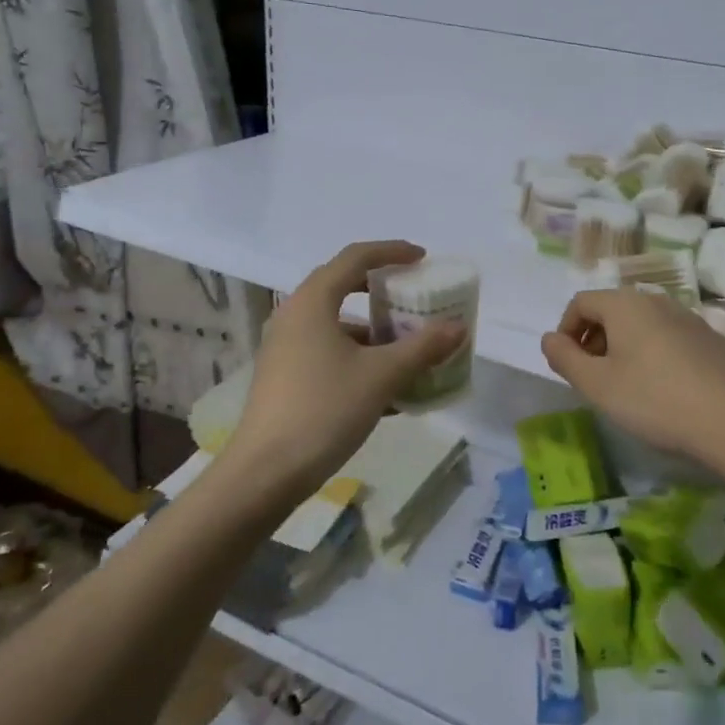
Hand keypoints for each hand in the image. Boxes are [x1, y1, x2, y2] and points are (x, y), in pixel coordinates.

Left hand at [218, 241, 465, 506]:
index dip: (391, 252)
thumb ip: (422, 347)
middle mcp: (294, 316)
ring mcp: (285, 348)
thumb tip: (458, 327)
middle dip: (381, 291)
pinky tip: (386, 389)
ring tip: (407, 351)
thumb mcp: (382, 376)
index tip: (422, 258)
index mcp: (312, 302)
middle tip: (413, 299)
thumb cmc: (324, 410)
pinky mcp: (284, 376)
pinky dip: (357, 358)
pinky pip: (327, 352)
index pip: (355, 258)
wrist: (266, 473)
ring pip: (336, 325)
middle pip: (342, 286)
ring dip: (373, 331)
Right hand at [541, 290, 724, 471]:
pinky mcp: (713, 341)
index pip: (581, 302)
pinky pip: (670, 339)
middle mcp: (657, 300)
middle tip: (594, 378)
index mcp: (626, 304)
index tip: (568, 365)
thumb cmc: (653, 401)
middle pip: (613, 310)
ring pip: (643, 324)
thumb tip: (549, 338)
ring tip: (627, 386)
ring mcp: (690, 319)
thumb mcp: (596, 385)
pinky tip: (664, 390)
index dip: (565, 331)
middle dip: (595, 339)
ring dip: (625, 347)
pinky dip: (655, 355)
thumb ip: (564, 358)